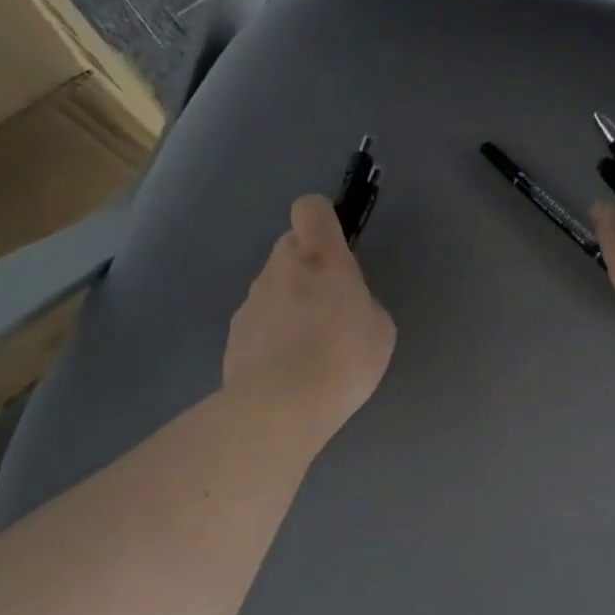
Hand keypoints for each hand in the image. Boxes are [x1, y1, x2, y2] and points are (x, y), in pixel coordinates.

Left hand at [223, 196, 396, 449]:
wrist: (281, 406)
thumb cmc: (344, 359)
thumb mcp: (380, 328)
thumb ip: (362, 302)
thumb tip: (347, 304)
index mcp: (321, 258)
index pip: (311, 209)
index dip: (323, 220)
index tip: (337, 247)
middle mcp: (280, 267)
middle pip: (290, 246)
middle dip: (308, 266)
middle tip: (330, 305)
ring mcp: (252, 300)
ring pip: (273, 284)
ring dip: (289, 301)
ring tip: (308, 346)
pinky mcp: (234, 332)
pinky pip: (260, 319)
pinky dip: (272, 333)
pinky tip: (286, 368)